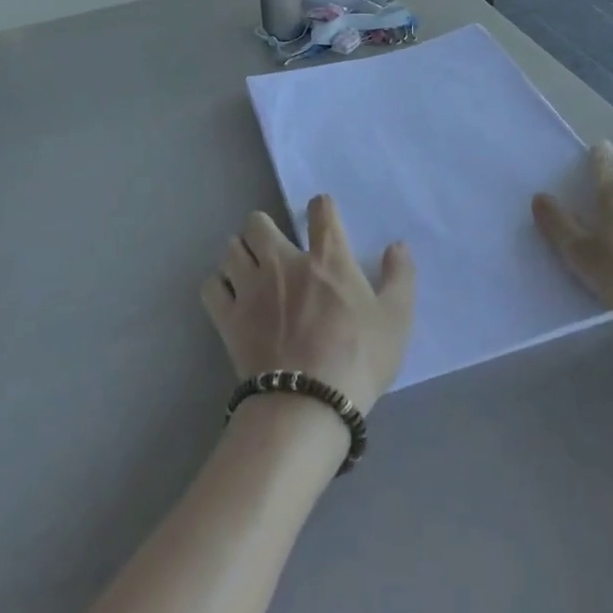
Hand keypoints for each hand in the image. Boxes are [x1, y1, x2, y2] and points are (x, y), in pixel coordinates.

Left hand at [200, 195, 415, 414]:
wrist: (308, 405)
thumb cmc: (358, 359)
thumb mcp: (396, 319)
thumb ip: (400, 277)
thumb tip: (397, 245)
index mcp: (327, 258)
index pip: (320, 209)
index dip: (321, 207)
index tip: (323, 219)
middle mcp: (284, 262)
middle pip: (257, 222)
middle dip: (263, 229)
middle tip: (275, 248)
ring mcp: (251, 288)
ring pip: (231, 249)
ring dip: (240, 254)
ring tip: (250, 271)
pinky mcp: (229, 318)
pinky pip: (211, 286)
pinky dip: (219, 285)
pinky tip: (231, 297)